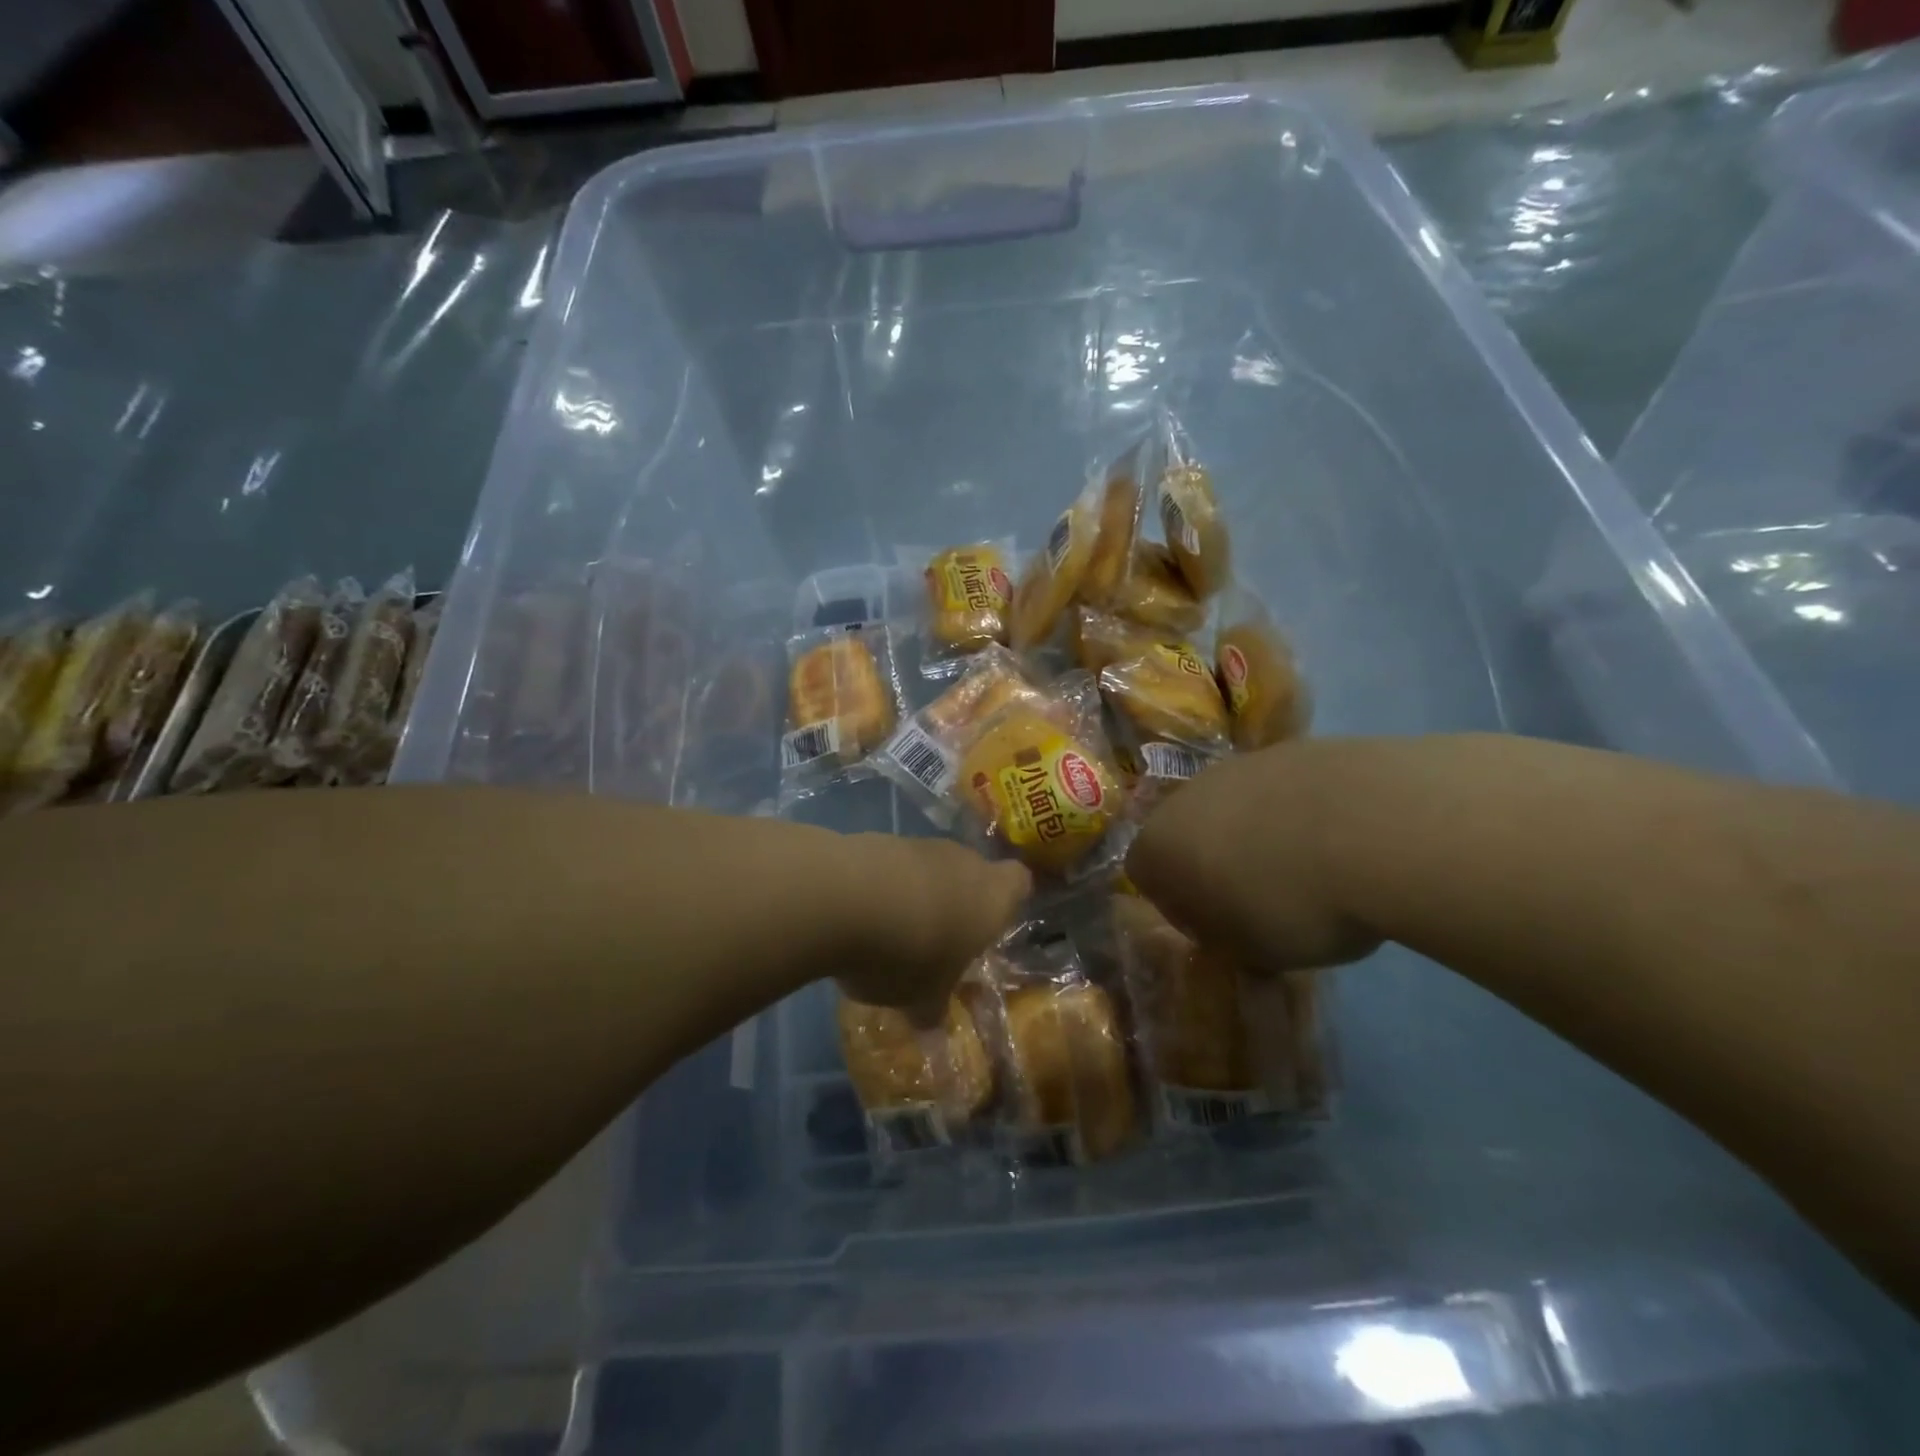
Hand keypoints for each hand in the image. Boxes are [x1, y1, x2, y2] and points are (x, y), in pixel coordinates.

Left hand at [832, 836, 1030, 1020]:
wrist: (844, 897)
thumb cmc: (909, 953)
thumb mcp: (923, 998)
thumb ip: (932, 1010)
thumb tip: (934, 1031)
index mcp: (993, 896)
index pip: (1019, 882)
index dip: (1008, 901)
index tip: (989, 928)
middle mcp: (963, 861)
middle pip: (970, 873)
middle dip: (956, 902)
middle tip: (937, 942)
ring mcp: (919, 844)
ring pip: (929, 867)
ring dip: (916, 893)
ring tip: (890, 933)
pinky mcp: (877, 839)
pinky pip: (891, 865)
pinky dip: (881, 885)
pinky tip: (859, 915)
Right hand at [1126, 741, 1380, 972]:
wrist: (1373, 827)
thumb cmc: (1292, 903)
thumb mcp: (1253, 952)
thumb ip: (1227, 939)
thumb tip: (1229, 929)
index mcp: (1161, 845)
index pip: (1143, 873)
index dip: (1176, 903)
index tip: (1217, 926)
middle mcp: (1188, 796)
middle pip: (1187, 830)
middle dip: (1214, 860)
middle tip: (1259, 897)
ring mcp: (1240, 765)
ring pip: (1235, 805)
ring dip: (1258, 833)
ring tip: (1309, 866)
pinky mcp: (1292, 748)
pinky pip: (1281, 789)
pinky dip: (1299, 811)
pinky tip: (1341, 838)